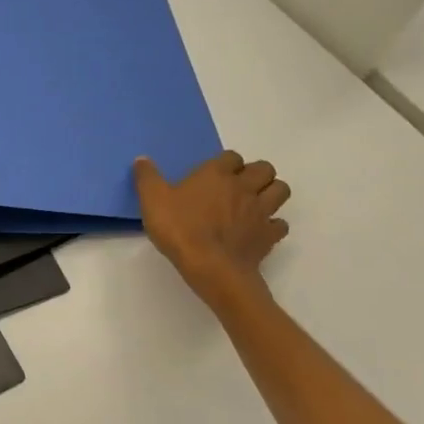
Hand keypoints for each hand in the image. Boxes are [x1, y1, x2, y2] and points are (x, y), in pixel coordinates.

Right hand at [133, 150, 289, 308]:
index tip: (213, 174)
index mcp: (216, 174)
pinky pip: (280, 224)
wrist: (211, 267)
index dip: (225, 163)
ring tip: (254, 202)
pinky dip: (273, 224)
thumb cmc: (180, 229)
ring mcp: (260, 211)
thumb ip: (147, 177)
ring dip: (271, 192)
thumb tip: (142, 159)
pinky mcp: (269, 235)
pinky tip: (259, 230)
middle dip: (255, 173)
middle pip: (264, 168)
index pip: (231, 156)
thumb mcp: (152, 200)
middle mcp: (243, 187)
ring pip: (280, 190)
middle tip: (238, 185)